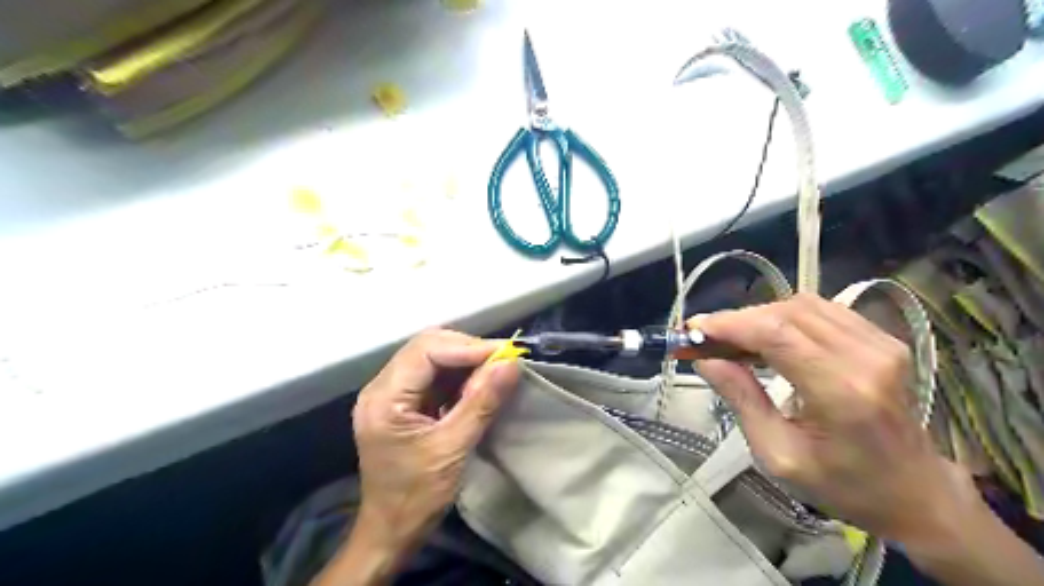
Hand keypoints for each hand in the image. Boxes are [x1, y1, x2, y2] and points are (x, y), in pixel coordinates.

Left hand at [351, 331, 516, 554]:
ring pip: (431, 357)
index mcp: (384, 398)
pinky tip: (479, 383)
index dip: (468, 347)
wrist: (391, 532)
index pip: (426, 351)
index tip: (505, 354)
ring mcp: (390, 394)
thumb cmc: (417, 497)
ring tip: (496, 369)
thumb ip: (482, 403)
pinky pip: (433, 374)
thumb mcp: (453, 449)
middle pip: (427, 347)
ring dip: (465, 360)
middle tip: (503, 360)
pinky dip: (459, 374)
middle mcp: (381, 387)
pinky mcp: (402, 402)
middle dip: (467, 349)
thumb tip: (511, 364)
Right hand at [691, 296, 974, 547]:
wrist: (916, 493)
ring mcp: (881, 343)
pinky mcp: (882, 339)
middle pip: (787, 312)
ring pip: (802, 305)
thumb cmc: (843, 485)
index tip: (693, 330)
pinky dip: (785, 317)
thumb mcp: (778, 454)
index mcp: (842, 392)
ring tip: (734, 340)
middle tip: (706, 338)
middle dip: (738, 319)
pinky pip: (822, 310)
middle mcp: (866, 356)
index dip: (729, 324)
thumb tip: (705, 360)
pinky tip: (769, 338)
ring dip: (760, 316)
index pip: (776, 334)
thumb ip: (741, 400)